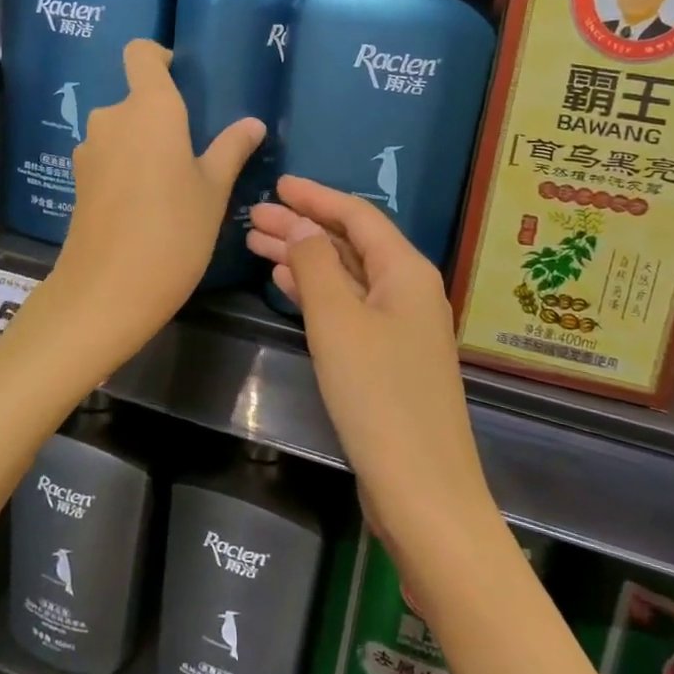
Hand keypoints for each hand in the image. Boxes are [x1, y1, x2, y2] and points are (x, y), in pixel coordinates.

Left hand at [46, 41, 263, 364]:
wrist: (107, 291)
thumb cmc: (174, 232)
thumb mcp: (213, 191)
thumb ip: (231, 149)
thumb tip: (253, 123)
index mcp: (150, 109)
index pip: (141, 53)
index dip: (159, 57)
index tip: (182, 78)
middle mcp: (113, 118)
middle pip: (136, 99)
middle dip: (163, 118)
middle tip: (196, 153)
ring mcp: (90, 150)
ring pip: (123, 132)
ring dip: (145, 147)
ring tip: (174, 185)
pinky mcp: (78, 181)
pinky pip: (109, 159)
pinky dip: (128, 169)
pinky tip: (147, 206)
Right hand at [246, 176, 494, 553]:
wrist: (421, 489)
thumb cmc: (378, 397)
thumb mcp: (339, 322)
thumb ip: (317, 266)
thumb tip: (299, 225)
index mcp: (407, 271)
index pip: (357, 216)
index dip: (316, 197)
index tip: (277, 185)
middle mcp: (408, 291)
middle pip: (350, 244)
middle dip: (302, 227)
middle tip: (252, 218)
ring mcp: (399, 327)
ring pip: (346, 276)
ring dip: (304, 258)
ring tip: (256, 244)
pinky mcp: (387, 359)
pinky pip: (347, 308)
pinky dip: (316, 293)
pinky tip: (285, 285)